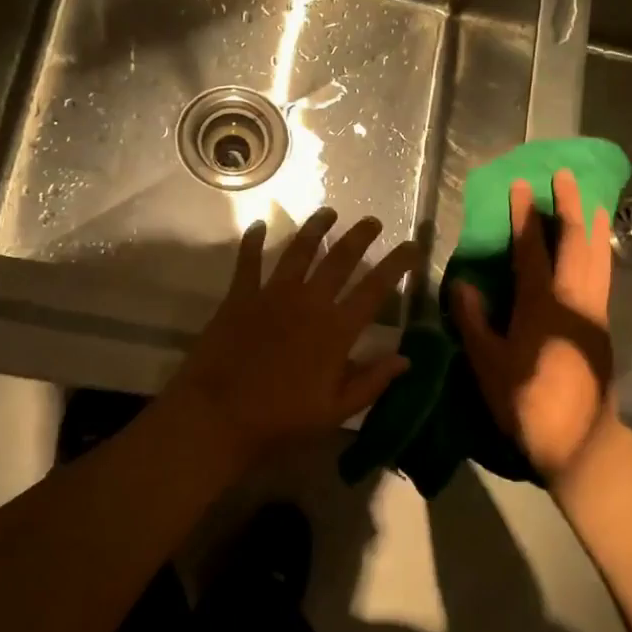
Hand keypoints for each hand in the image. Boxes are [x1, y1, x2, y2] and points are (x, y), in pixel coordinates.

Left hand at [164, 209, 419, 464]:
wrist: (218, 415)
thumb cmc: (281, 418)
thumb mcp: (335, 409)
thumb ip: (372, 381)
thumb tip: (406, 359)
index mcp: (336, 329)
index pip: (375, 288)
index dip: (397, 265)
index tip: (412, 247)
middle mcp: (309, 301)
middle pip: (340, 259)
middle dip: (360, 236)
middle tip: (373, 221)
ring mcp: (272, 294)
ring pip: (299, 250)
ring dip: (316, 228)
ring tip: (328, 213)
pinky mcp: (240, 296)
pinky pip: (248, 260)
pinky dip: (254, 240)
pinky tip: (259, 226)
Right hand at [453, 169, 616, 481]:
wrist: (579, 440)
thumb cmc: (527, 402)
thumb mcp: (488, 364)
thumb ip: (474, 321)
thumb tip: (462, 284)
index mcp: (542, 306)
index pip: (532, 250)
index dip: (526, 216)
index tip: (523, 185)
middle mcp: (574, 300)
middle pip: (578, 242)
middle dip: (572, 205)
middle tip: (567, 175)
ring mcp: (594, 312)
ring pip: (599, 256)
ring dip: (593, 224)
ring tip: (590, 199)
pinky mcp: (603, 326)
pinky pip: (603, 274)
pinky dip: (599, 250)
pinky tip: (595, 248)